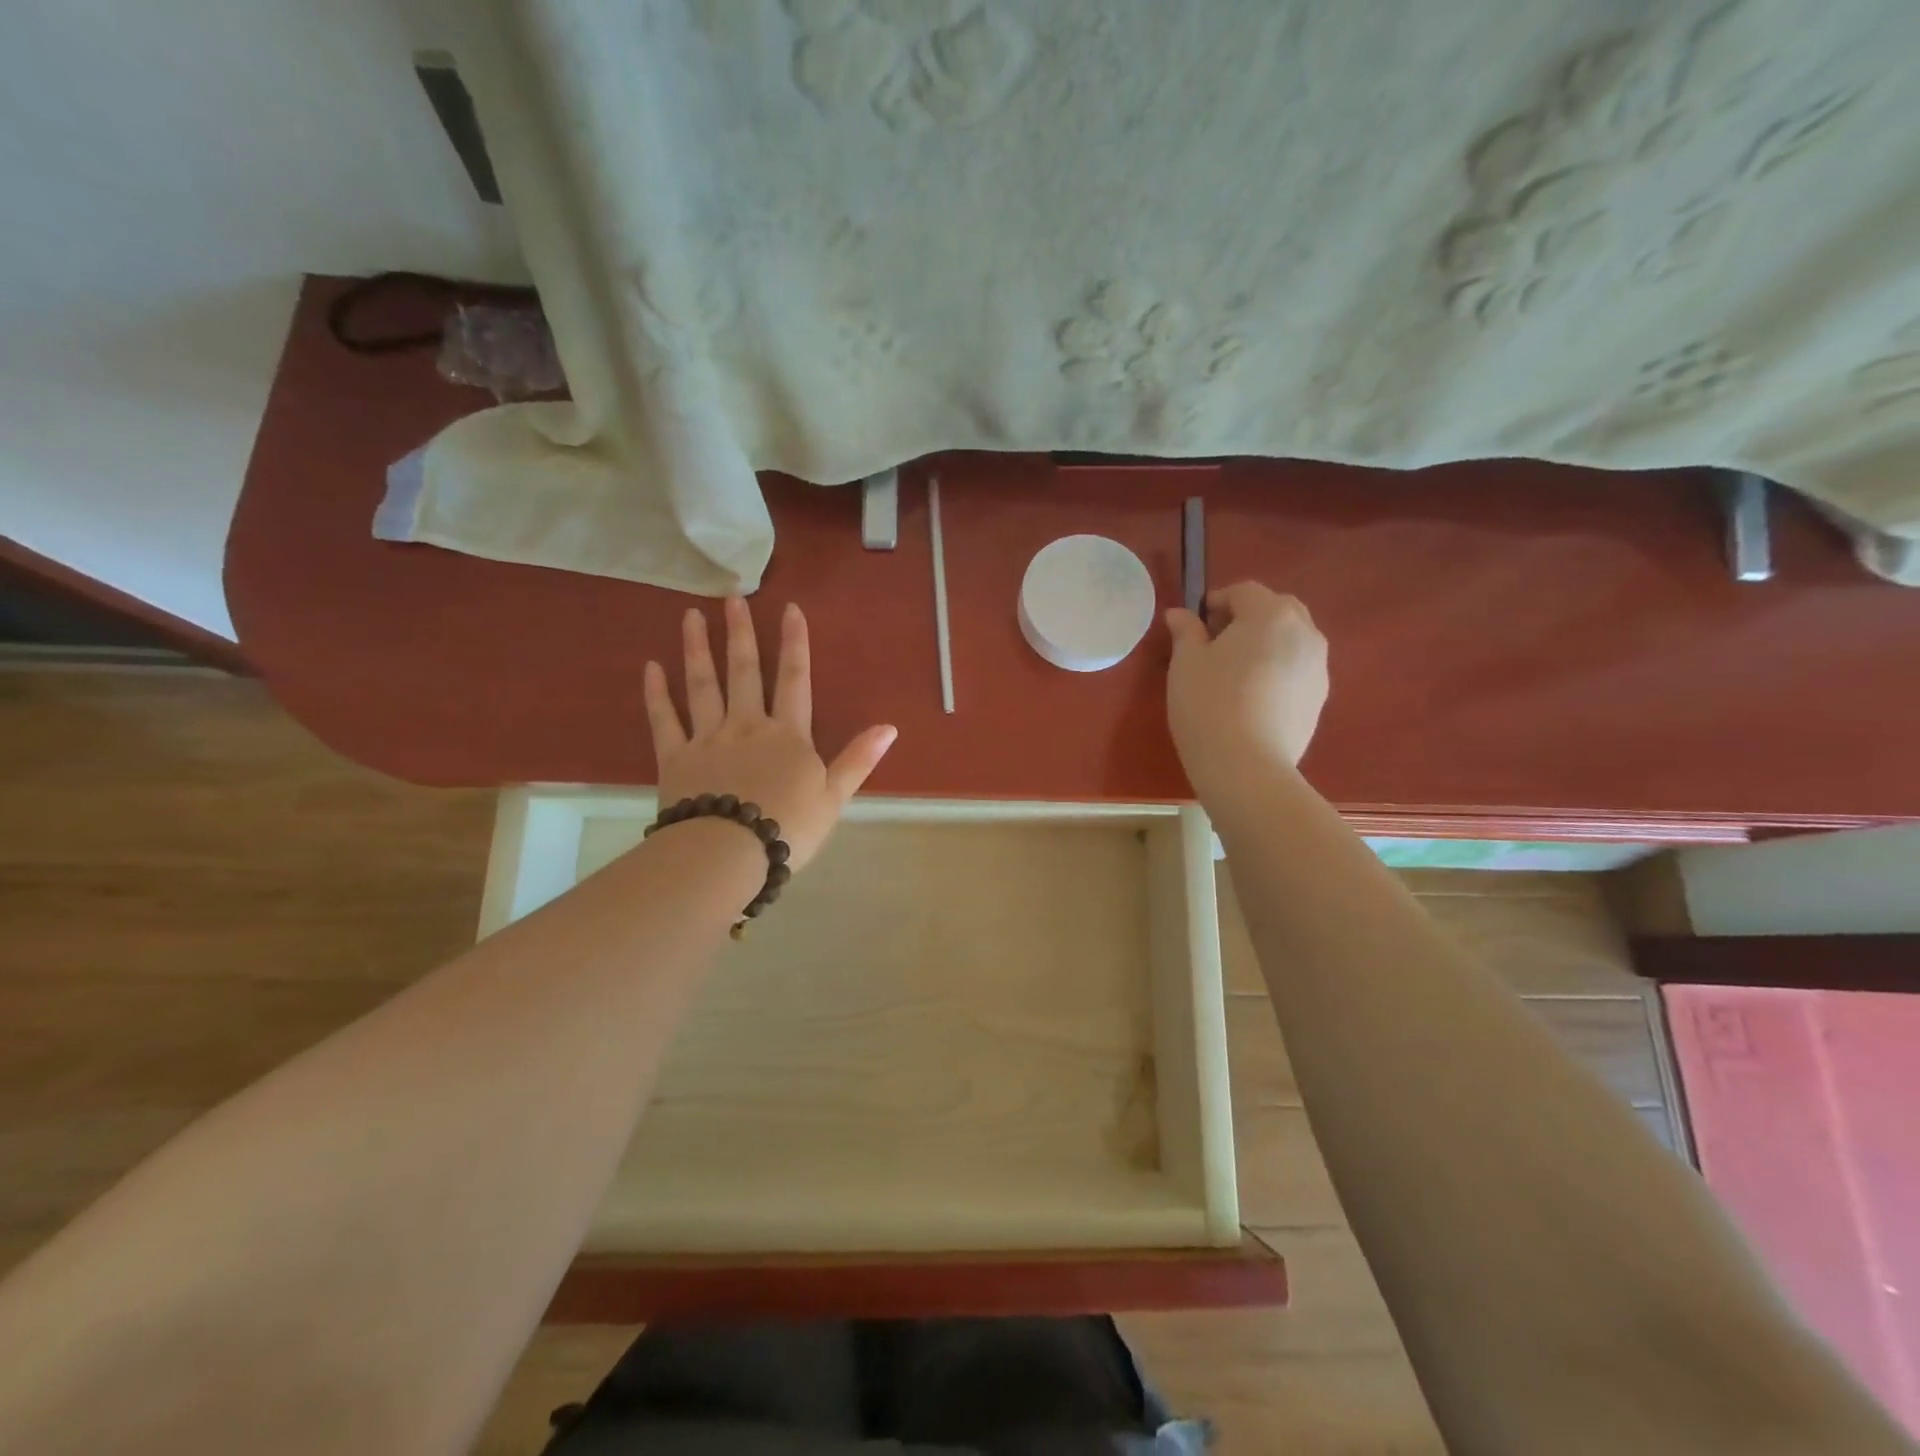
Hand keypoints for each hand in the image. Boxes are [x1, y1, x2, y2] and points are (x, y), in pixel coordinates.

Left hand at [643, 597, 896, 871]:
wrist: (729, 854)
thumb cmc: (787, 828)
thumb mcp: (834, 797)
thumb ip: (859, 759)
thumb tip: (890, 727)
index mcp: (788, 735)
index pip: (794, 679)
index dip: (794, 643)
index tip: (789, 608)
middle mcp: (747, 726)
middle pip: (744, 672)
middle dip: (739, 633)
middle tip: (732, 597)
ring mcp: (708, 739)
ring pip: (702, 685)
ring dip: (697, 649)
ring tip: (690, 616)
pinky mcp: (675, 758)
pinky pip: (664, 720)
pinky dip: (656, 694)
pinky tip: (651, 668)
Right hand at [1164, 582, 1328, 799]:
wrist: (1247, 767)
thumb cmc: (1208, 705)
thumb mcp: (1186, 664)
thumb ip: (1186, 632)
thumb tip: (1181, 615)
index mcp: (1270, 615)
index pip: (1244, 592)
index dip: (1217, 601)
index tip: (1195, 625)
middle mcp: (1305, 632)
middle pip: (1276, 610)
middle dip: (1247, 618)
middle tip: (1216, 645)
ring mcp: (1319, 667)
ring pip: (1291, 640)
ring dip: (1266, 644)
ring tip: (1236, 674)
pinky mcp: (1320, 699)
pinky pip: (1297, 669)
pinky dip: (1278, 670)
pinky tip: (1253, 699)